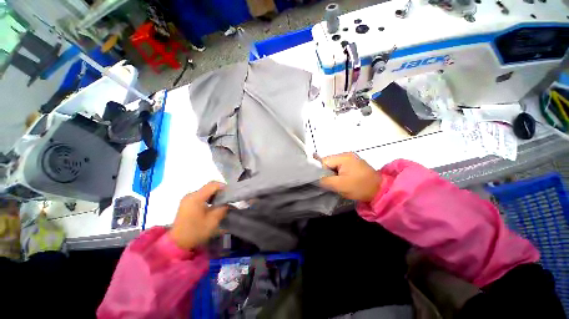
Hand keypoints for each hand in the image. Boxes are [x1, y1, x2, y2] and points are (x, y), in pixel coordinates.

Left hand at [169, 182, 227, 249]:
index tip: (231, 194)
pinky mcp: (187, 203)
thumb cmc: (196, 231)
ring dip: (214, 195)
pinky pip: (201, 196)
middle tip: (228, 199)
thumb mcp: (213, 220)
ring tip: (221, 203)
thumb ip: (222, 208)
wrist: (178, 243)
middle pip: (209, 187)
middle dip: (220, 191)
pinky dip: (209, 198)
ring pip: (205, 191)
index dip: (224, 187)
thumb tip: (227, 203)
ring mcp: (187, 199)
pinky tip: (213, 206)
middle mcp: (191, 195)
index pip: (213, 185)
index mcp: (196, 197)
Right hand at [320, 153, 380, 202]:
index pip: (324, 161)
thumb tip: (315, 178)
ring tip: (335, 183)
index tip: (321, 181)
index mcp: (343, 157)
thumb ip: (324, 180)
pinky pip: (340, 168)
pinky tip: (340, 181)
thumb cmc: (360, 187)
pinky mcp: (353, 164)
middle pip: (328, 163)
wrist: (381, 191)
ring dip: (332, 174)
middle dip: (326, 173)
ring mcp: (351, 159)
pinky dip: (338, 174)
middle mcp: (346, 155)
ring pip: (333, 166)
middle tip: (329, 184)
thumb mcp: (339, 185)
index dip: (320, 171)